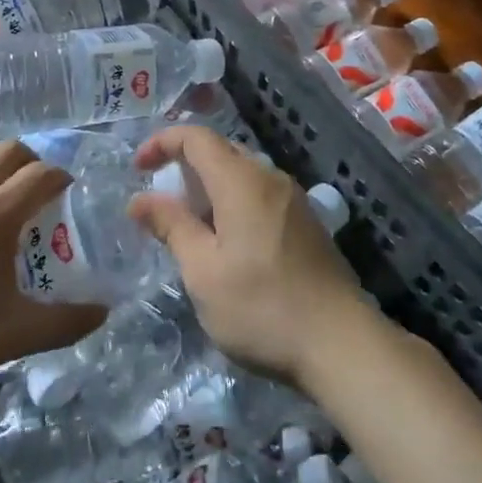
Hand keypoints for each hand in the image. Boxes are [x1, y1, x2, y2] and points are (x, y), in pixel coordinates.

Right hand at [129, 126, 375, 389]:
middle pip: (221, 151)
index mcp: (241, 180)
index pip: (196, 137)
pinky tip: (229, 244)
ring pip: (243, 173)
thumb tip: (139, 200)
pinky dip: (234, 203)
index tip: (139, 169)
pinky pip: (261, 194)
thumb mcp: (203, 271)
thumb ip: (171, 226)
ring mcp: (294, 200)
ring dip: (210, 188)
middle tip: (163, 203)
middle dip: (185, 166)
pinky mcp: (308, 224)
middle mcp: (270, 178)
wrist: (342, 345)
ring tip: (192, 228)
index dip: (163, 143)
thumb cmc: (262, 307)